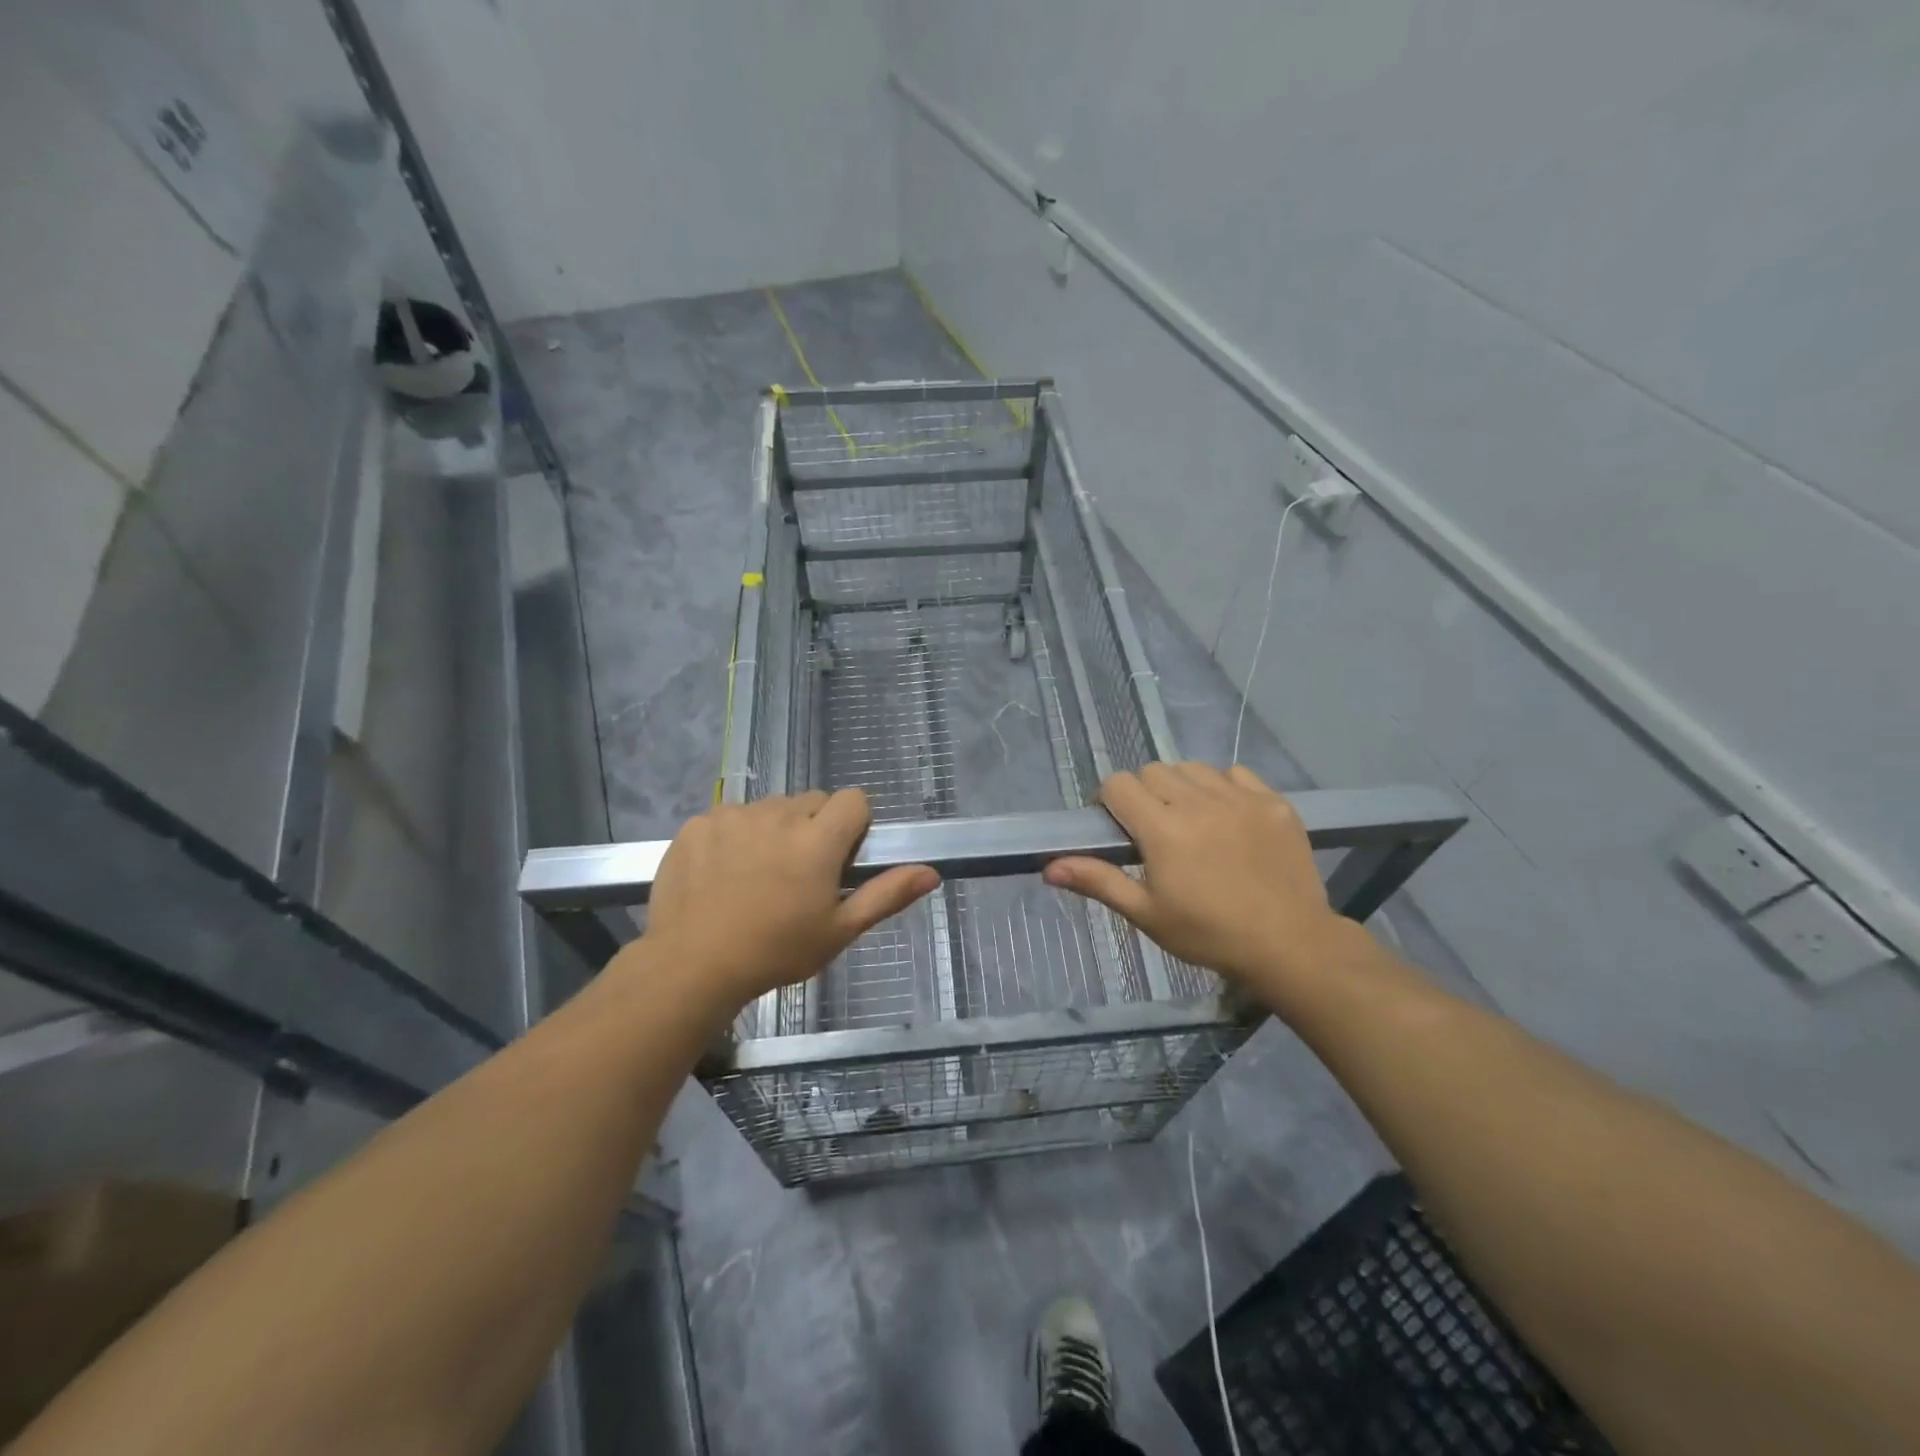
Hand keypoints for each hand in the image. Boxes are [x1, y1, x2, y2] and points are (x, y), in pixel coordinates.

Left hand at [633, 789, 937, 1016]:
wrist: (691, 966)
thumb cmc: (775, 952)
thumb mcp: (839, 931)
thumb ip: (887, 894)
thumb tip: (932, 872)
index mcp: (818, 839)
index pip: (854, 799)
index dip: (853, 824)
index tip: (840, 858)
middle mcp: (778, 815)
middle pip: (812, 801)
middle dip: (814, 827)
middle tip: (799, 873)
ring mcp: (734, 815)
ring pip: (770, 808)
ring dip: (773, 829)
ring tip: (757, 875)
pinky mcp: (699, 822)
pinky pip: (729, 815)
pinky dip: (733, 835)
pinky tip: (722, 872)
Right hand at [1042, 762, 1358, 1001]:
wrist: (1290, 944)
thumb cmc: (1208, 934)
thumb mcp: (1147, 913)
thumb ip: (1099, 881)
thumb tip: (1049, 867)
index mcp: (1163, 829)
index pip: (1118, 784)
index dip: (1109, 801)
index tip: (1118, 828)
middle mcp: (1198, 802)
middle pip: (1153, 770)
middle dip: (1144, 793)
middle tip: (1154, 830)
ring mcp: (1240, 798)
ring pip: (1192, 768)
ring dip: (1182, 787)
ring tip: (1191, 821)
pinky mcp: (1273, 802)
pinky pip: (1236, 774)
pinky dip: (1224, 788)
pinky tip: (1229, 819)